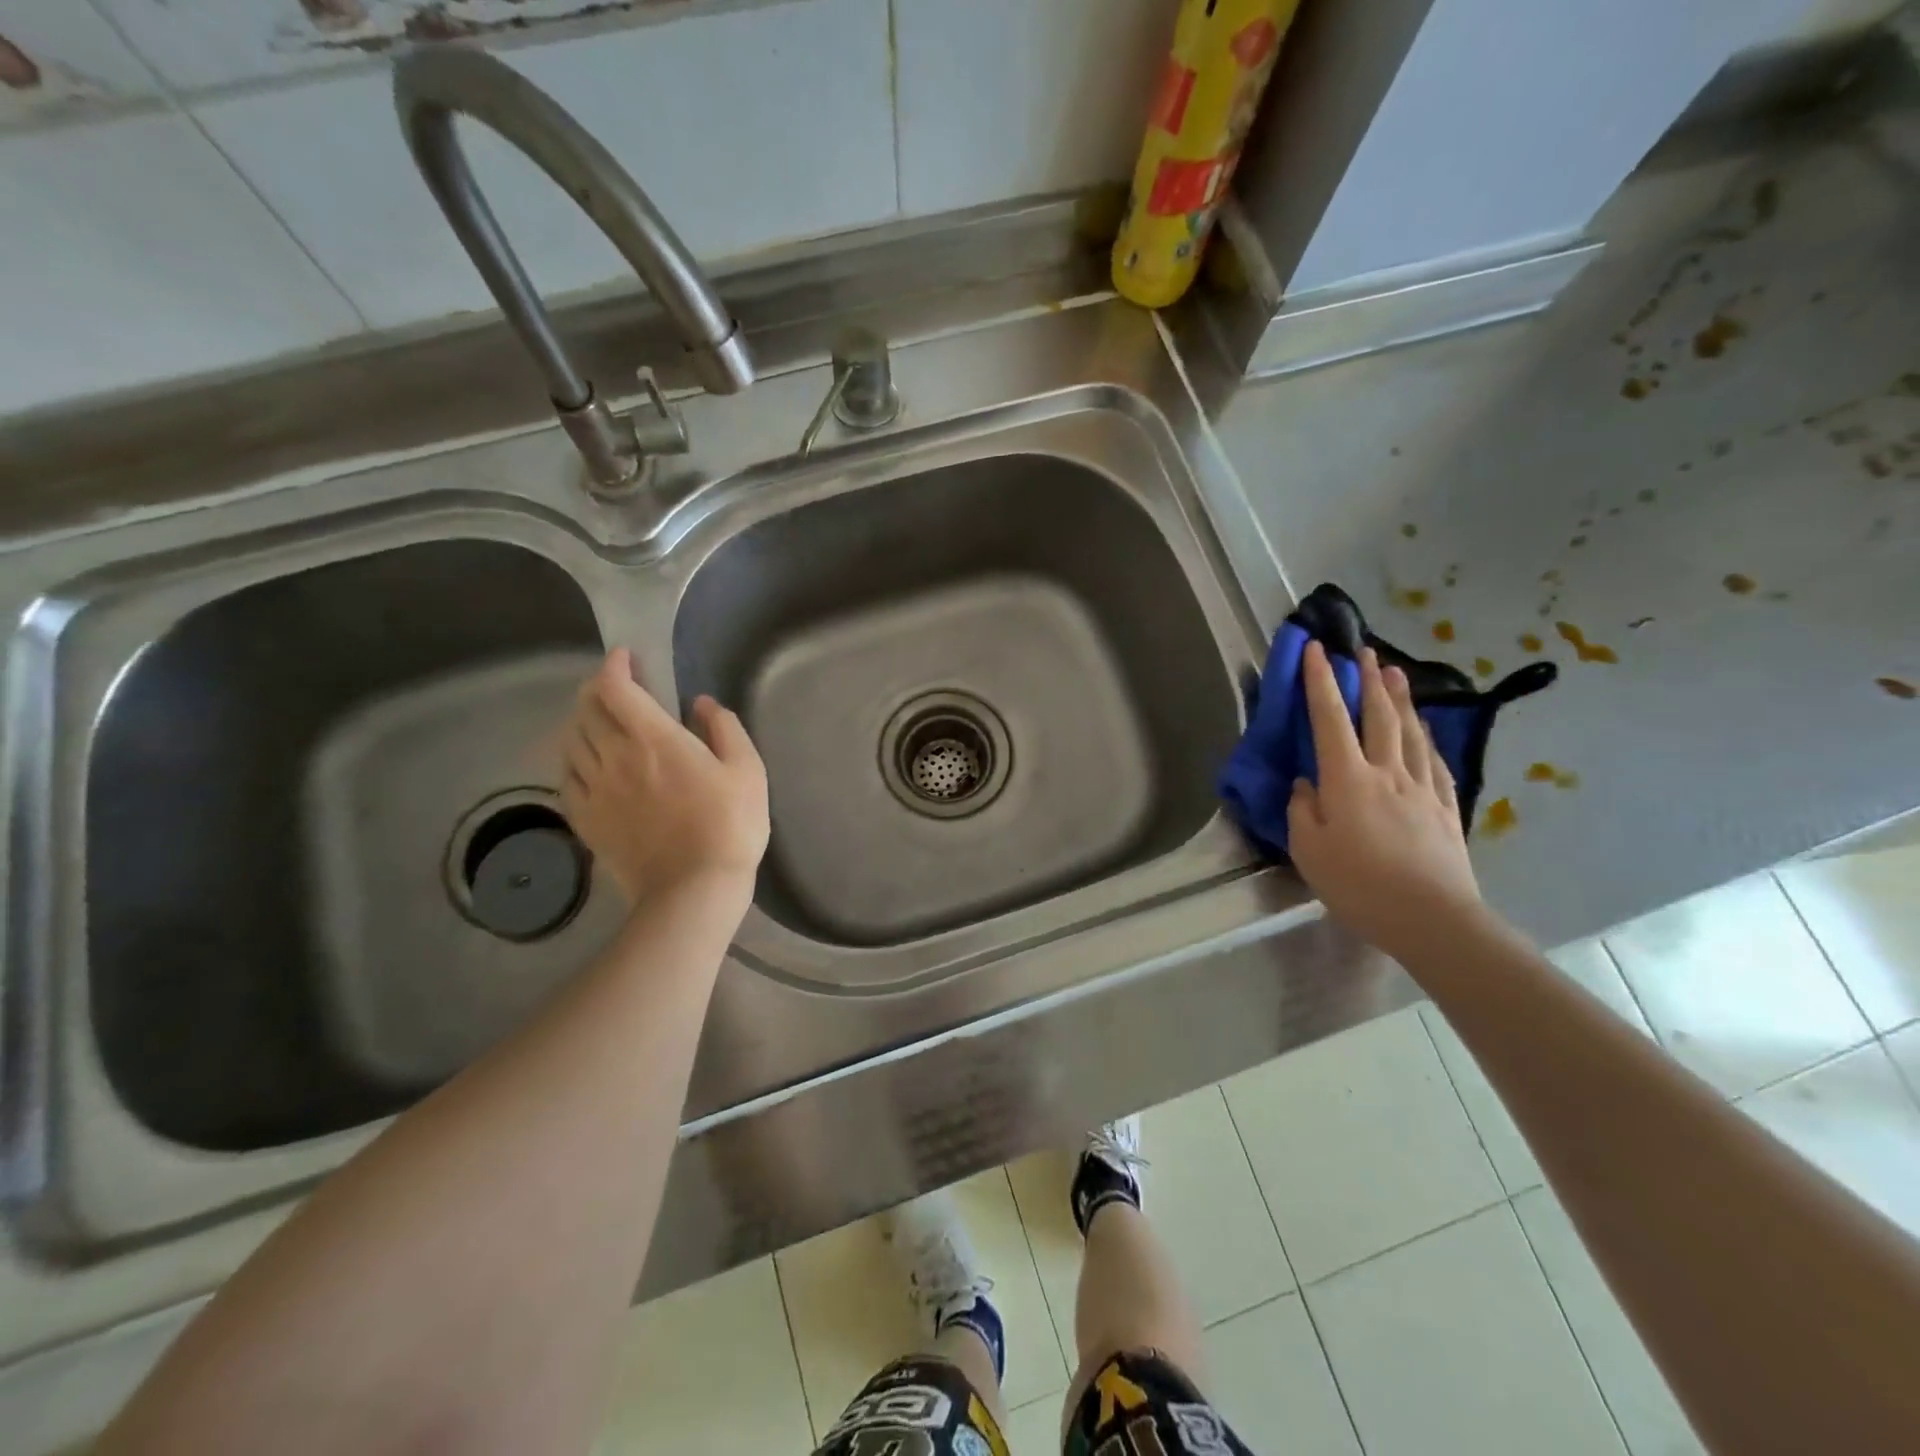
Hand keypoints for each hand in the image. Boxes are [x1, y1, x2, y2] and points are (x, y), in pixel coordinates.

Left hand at [559, 648, 768, 906]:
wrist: (694, 888)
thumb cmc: (730, 825)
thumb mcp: (747, 770)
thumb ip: (724, 729)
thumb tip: (702, 704)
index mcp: (654, 738)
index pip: (616, 688)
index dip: (615, 666)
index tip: (627, 658)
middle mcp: (614, 756)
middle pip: (587, 709)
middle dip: (598, 689)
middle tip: (616, 688)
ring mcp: (595, 789)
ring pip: (571, 740)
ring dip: (583, 721)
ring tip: (601, 722)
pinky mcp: (586, 819)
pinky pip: (567, 777)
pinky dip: (573, 759)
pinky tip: (588, 764)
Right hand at [1287, 642, 1483, 958]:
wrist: (1433, 919)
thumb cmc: (1359, 885)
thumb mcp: (1309, 851)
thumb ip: (1302, 811)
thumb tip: (1306, 785)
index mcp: (1347, 779)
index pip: (1329, 718)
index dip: (1321, 681)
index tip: (1315, 648)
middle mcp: (1387, 772)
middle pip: (1379, 715)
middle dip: (1369, 679)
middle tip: (1365, 650)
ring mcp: (1422, 788)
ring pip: (1411, 732)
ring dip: (1401, 699)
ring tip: (1396, 674)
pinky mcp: (1445, 808)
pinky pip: (1434, 762)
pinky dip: (1426, 738)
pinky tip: (1425, 732)